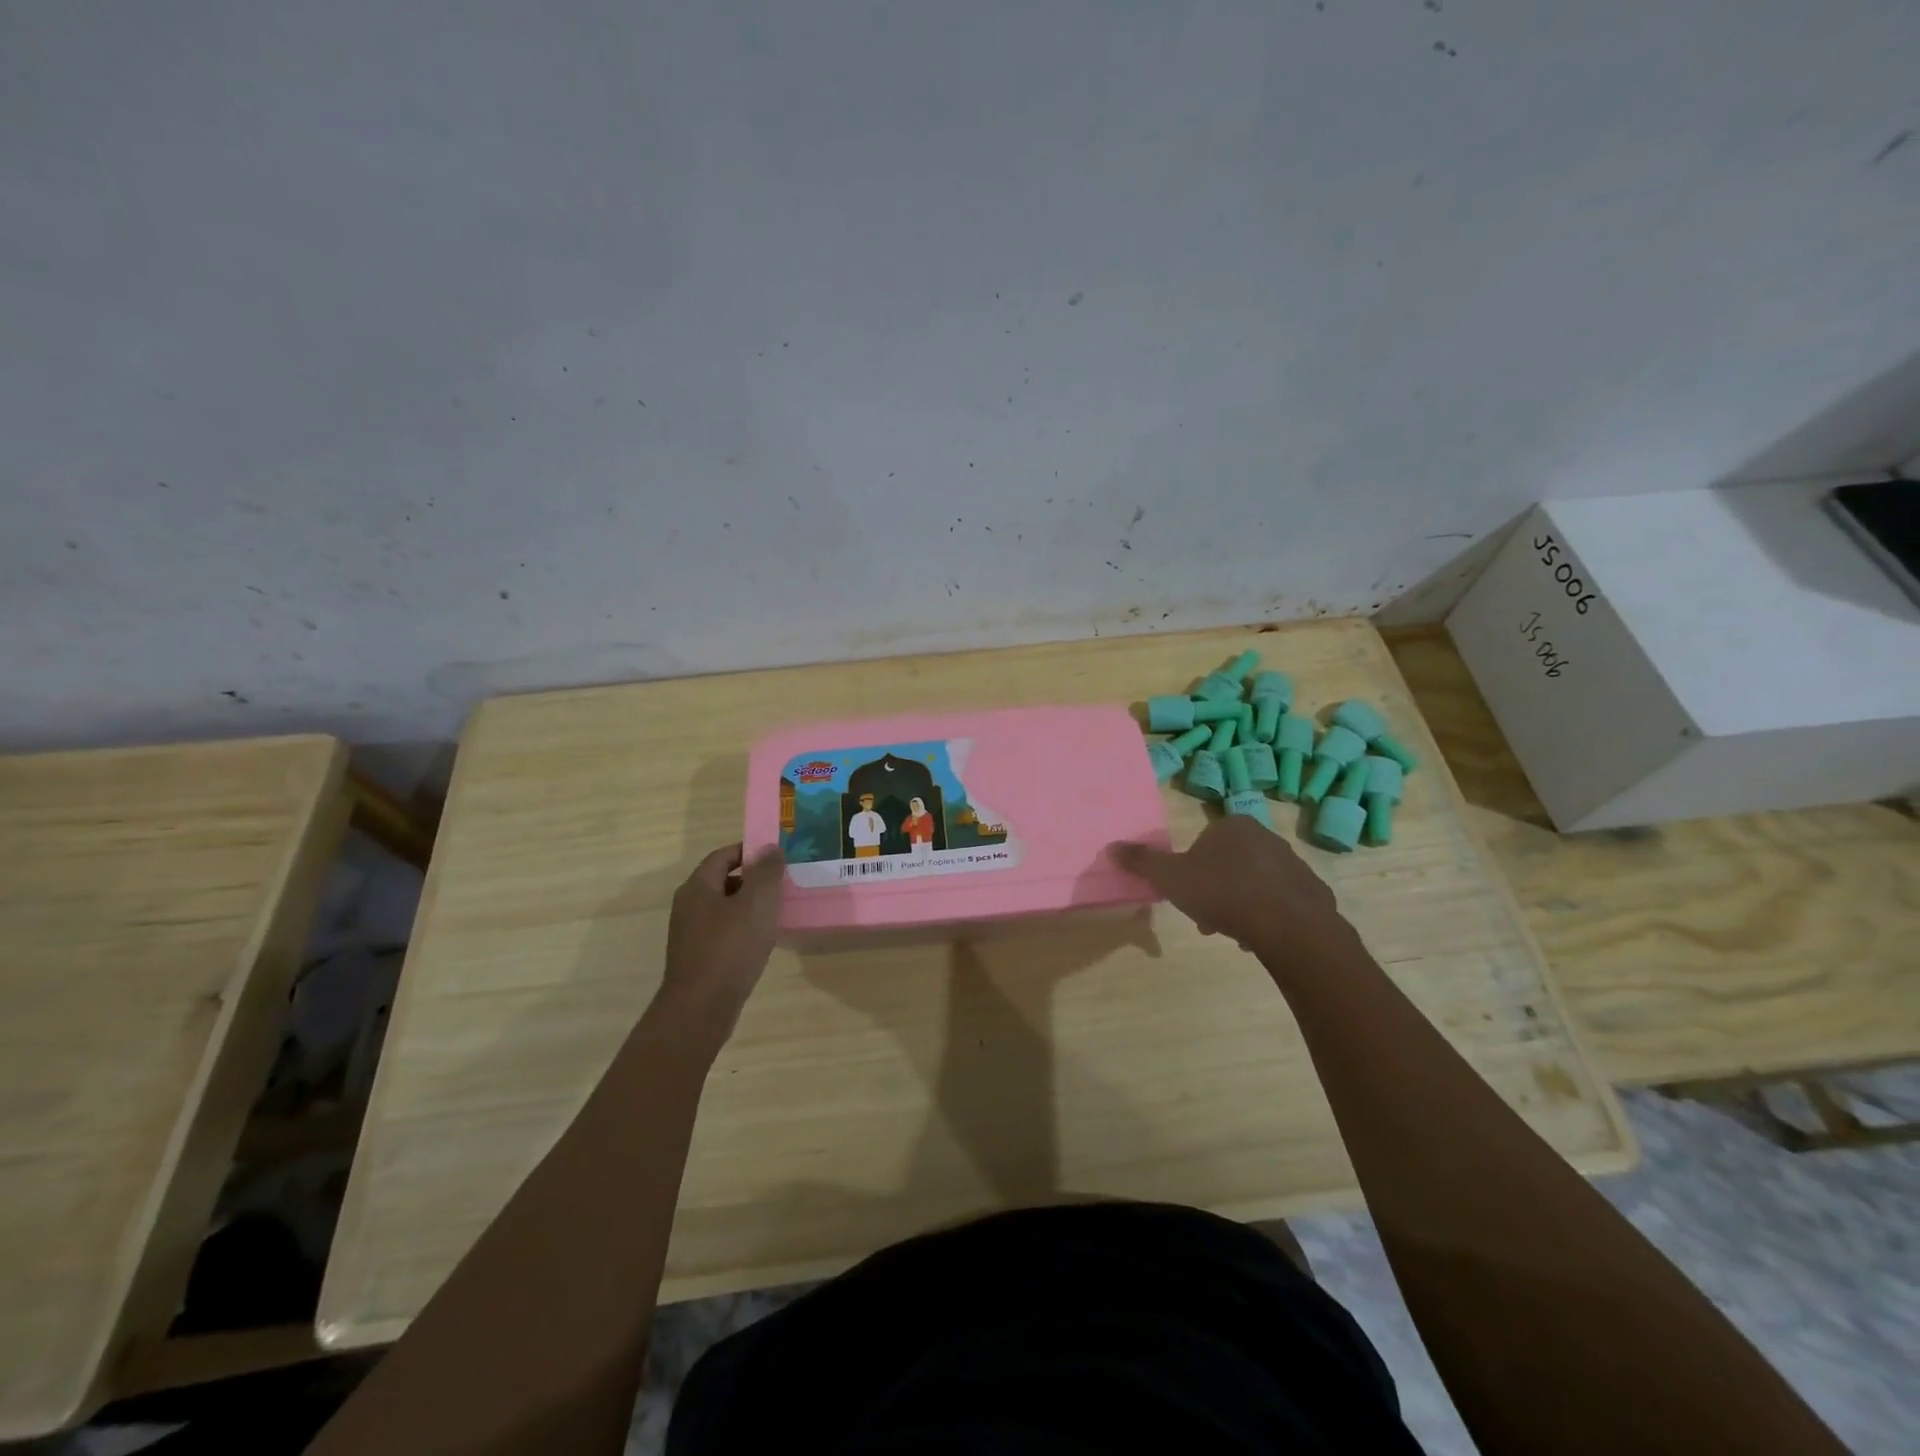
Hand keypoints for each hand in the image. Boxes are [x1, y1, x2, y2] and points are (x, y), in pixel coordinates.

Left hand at [658, 842, 784, 1038]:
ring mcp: (690, 934)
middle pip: (723, 880)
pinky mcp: (698, 957)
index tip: (778, 857)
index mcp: (698, 887)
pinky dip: (743, 929)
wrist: (701, 1008)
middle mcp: (689, 906)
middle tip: (783, 884)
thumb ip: (766, 872)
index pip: (723, 855)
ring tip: (778, 912)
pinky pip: (723, 932)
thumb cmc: (730, 948)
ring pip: (725, 908)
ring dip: (750, 906)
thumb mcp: (757, 903)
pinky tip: (762, 941)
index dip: (750, 851)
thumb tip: (770, 848)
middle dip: (753, 879)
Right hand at [1110, 817, 1350, 961]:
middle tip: (1207, 919)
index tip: (1188, 897)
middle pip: (1229, 863)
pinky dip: (1269, 917)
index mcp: (1232, 826)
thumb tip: (1111, 846)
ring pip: (1255, 883)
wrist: (1290, 927)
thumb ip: (1142, 862)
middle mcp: (1267, 837)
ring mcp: (1295, 864)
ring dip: (1241, 904)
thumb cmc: (1223, 893)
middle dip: (1216, 890)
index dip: (1192, 871)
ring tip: (1234, 933)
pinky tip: (1261, 937)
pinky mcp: (1314, 892)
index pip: (1204, 843)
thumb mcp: (1171, 878)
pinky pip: (1282, 902)